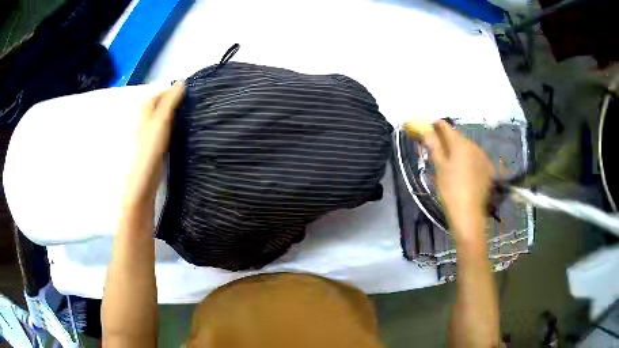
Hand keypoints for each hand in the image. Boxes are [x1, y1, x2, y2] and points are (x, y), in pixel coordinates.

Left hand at [124, 81, 184, 206]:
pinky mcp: (156, 143)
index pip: (161, 92)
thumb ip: (171, 100)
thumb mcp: (162, 118)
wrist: (145, 177)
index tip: (192, 92)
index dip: (175, 90)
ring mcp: (150, 131)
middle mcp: (147, 118)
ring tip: (193, 114)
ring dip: (177, 114)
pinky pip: (167, 128)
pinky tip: (184, 130)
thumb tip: (182, 82)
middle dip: (177, 101)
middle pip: (163, 104)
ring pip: (166, 116)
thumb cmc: (151, 145)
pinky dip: (175, 126)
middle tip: (195, 103)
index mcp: (146, 109)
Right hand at [423, 121, 493, 239]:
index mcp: (460, 143)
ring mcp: (483, 157)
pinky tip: (464, 172)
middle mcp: (474, 146)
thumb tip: (426, 130)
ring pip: (467, 148)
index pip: (446, 127)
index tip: (429, 129)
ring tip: (451, 163)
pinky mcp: (488, 169)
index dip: (436, 126)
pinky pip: (475, 158)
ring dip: (458, 150)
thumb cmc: (450, 189)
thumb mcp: (439, 167)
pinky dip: (468, 160)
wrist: (469, 213)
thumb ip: (434, 146)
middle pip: (458, 137)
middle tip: (438, 151)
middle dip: (447, 140)